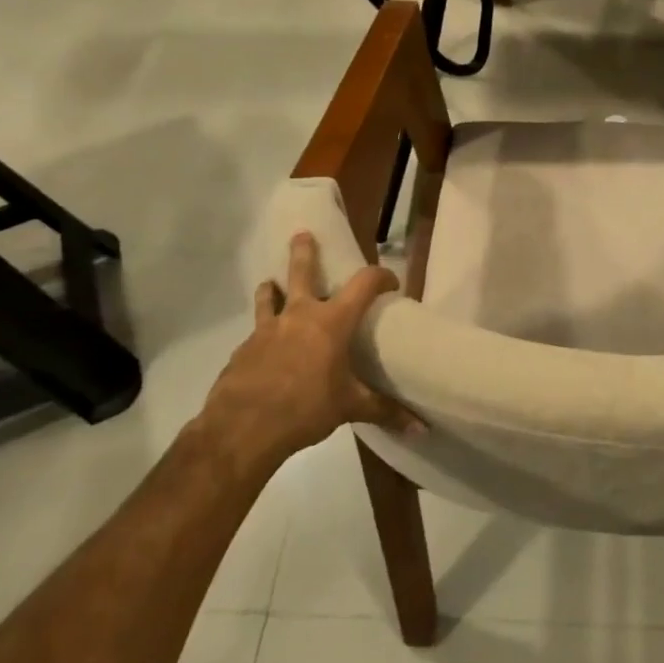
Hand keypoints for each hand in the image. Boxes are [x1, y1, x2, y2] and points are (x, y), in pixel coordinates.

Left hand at [199, 232, 412, 473]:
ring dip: (272, 287)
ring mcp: (266, 330)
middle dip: (304, 251)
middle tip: (303, 235)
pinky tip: (265, 348)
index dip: (380, 276)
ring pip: (269, 296)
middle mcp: (298, 315)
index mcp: (331, 322)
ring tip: (271, 284)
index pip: (364, 284)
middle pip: (301, 271)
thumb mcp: (349, 408)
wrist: (242, 428)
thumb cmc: (305, 408)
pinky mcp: (243, 349)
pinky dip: (263, 331)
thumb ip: (384, 411)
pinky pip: (256, 331)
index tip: (390, 281)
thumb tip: (421, 428)